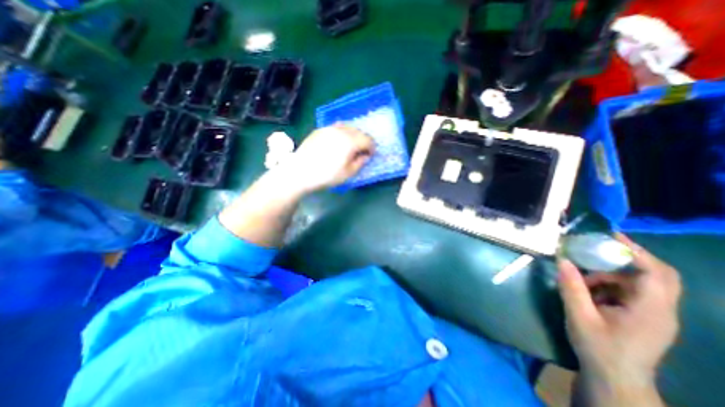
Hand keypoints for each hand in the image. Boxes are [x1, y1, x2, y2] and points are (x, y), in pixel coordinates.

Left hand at [281, 125, 376, 192]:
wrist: (300, 172)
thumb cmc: (327, 175)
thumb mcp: (348, 173)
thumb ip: (360, 163)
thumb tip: (365, 156)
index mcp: (350, 141)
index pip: (367, 140)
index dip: (372, 148)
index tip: (370, 155)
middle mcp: (341, 131)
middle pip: (358, 131)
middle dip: (363, 140)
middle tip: (362, 151)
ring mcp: (329, 129)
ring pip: (347, 127)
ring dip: (353, 135)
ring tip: (351, 145)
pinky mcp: (319, 130)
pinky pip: (335, 128)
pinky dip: (341, 133)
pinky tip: (337, 142)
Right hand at [557, 234, 682, 385]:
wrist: (614, 379)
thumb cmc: (598, 348)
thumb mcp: (579, 316)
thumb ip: (571, 286)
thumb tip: (562, 259)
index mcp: (650, 311)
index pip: (656, 273)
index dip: (635, 251)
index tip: (609, 235)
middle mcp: (660, 310)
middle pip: (656, 274)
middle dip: (626, 257)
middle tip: (596, 247)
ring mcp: (654, 314)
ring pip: (638, 281)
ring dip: (610, 272)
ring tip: (581, 276)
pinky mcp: (643, 316)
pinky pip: (629, 291)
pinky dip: (609, 283)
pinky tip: (588, 289)